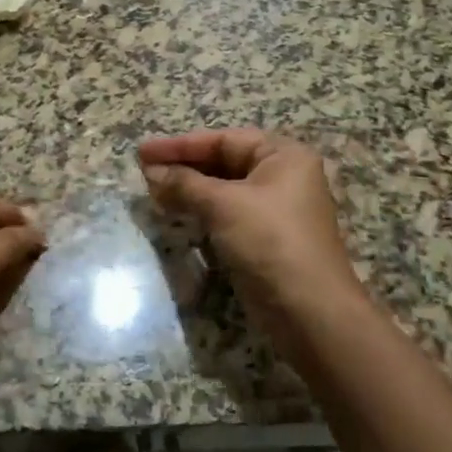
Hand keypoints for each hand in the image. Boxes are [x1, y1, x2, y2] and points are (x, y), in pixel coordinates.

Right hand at [139, 130, 365, 327]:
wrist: (308, 310)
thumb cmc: (270, 241)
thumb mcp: (224, 205)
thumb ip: (184, 184)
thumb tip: (151, 172)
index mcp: (283, 156)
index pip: (223, 140)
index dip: (180, 145)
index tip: (143, 151)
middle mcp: (282, 176)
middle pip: (223, 162)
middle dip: (183, 167)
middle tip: (143, 171)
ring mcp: (273, 209)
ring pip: (222, 189)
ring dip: (187, 189)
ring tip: (152, 191)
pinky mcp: (263, 237)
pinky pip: (226, 213)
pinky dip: (200, 210)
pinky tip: (174, 211)